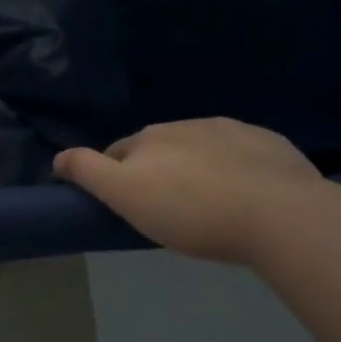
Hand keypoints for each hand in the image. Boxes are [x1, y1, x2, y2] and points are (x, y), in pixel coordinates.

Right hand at [54, 118, 323, 263]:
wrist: (282, 216)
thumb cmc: (193, 212)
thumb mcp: (125, 196)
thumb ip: (88, 172)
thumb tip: (57, 157)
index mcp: (150, 138)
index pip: (119, 152)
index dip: (117, 176)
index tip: (127, 204)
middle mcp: (187, 125)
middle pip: (160, 147)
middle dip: (158, 169)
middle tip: (167, 209)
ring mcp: (233, 131)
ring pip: (202, 148)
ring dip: (197, 167)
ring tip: (209, 203)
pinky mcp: (272, 145)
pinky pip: (244, 153)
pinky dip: (237, 167)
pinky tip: (247, 194)